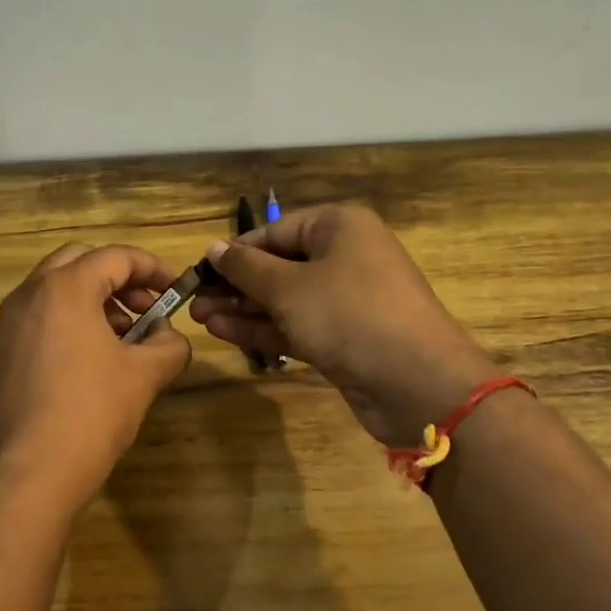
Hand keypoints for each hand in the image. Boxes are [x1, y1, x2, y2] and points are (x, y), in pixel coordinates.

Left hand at [0, 242, 191, 510]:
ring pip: (58, 289)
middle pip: (81, 262)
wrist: (31, 472)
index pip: (116, 257)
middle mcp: (30, 294)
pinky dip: (73, 321)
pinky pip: (43, 317)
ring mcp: (11, 323)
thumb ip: (170, 345)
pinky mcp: (4, 351)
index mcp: (65, 287)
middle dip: (120, 279)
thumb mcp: (145, 375)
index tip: (176, 290)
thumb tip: (171, 337)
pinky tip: (97, 359)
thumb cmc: (92, 411)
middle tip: (148, 308)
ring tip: (128, 338)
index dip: (153, 268)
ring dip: (96, 300)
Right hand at [189, 204, 500, 446]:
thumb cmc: (349, 314)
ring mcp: (346, 300)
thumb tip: (214, 248)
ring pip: (284, 299)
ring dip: (243, 308)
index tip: (199, 271)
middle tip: (193, 300)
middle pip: (279, 265)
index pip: (275, 231)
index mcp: (339, 227)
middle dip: (235, 284)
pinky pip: (297, 325)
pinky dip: (264, 328)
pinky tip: (225, 332)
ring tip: (199, 318)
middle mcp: (345, 257)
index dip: (235, 251)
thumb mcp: (289, 287)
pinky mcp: (344, 337)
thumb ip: (246, 268)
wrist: (417, 382)